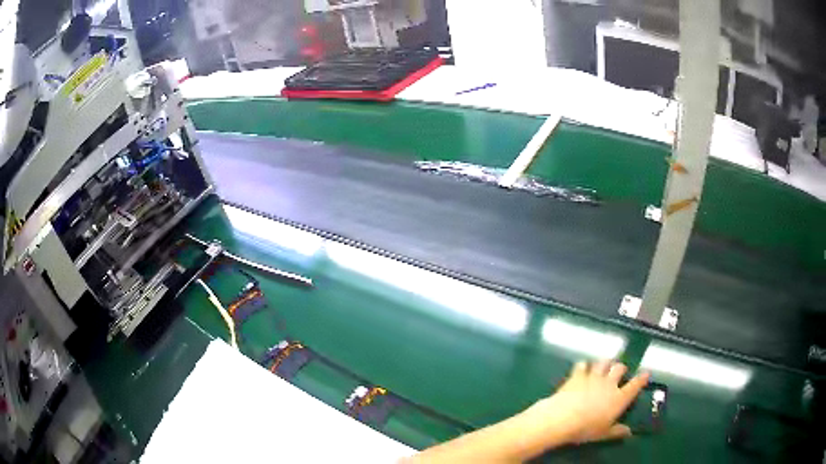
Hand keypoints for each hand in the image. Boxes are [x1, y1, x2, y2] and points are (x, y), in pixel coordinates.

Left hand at [517, 361, 649, 446]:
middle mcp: (610, 383)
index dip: (642, 378)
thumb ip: (617, 431)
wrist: (563, 418)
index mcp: (619, 398)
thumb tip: (629, 432)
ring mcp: (594, 377)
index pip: (635, 385)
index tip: (646, 374)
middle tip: (619, 371)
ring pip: (603, 363)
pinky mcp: (578, 375)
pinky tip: (583, 367)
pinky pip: (583, 365)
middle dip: (621, 368)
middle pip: (619, 368)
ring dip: (605, 363)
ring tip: (604, 366)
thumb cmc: (586, 429)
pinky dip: (584, 366)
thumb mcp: (603, 434)